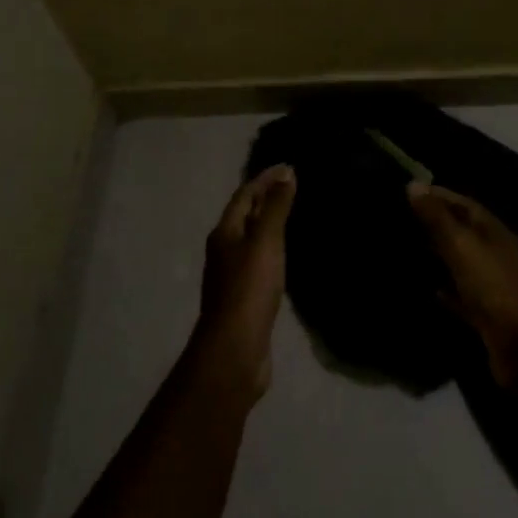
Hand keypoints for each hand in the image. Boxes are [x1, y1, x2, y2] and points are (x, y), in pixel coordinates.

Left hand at [196, 164, 295, 398]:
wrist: (235, 351)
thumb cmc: (249, 290)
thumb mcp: (265, 243)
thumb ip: (276, 208)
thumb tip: (286, 173)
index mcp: (225, 233)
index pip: (244, 195)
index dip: (265, 179)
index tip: (289, 166)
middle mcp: (224, 250)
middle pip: (245, 215)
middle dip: (266, 198)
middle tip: (293, 186)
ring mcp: (233, 276)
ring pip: (251, 239)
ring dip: (269, 224)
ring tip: (293, 215)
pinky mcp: (245, 297)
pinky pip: (260, 262)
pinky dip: (273, 249)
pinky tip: (287, 255)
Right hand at [407, 183, 517, 386]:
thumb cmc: (494, 289)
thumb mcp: (462, 247)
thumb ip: (437, 218)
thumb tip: (413, 183)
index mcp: (495, 232)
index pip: (464, 204)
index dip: (438, 195)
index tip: (408, 190)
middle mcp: (495, 254)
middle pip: (462, 231)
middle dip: (434, 223)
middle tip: (399, 217)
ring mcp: (492, 285)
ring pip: (460, 262)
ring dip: (437, 254)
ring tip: (404, 247)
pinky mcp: (486, 314)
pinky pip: (460, 294)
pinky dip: (443, 288)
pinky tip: (423, 287)